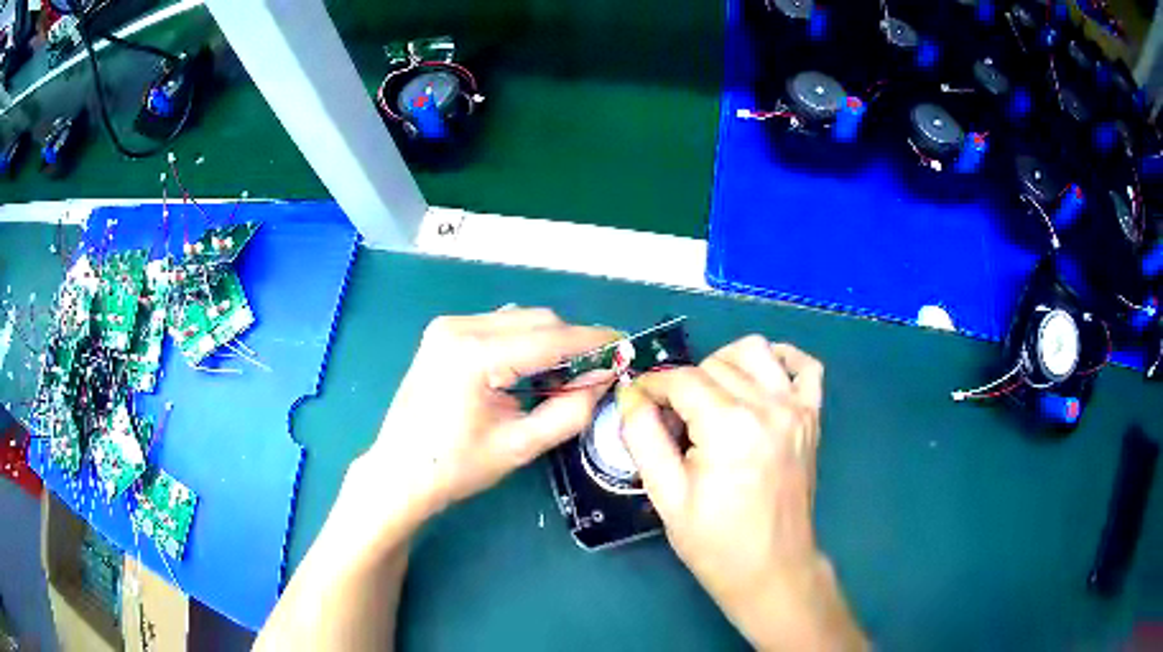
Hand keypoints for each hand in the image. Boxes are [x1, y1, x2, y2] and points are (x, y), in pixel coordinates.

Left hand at [349, 307, 618, 537]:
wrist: (399, 473)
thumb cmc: (455, 467)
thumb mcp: (520, 446)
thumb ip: (571, 411)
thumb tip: (605, 379)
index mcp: (474, 354)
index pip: (550, 338)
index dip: (594, 343)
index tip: (626, 347)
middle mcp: (459, 326)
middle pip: (537, 321)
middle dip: (573, 343)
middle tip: (599, 372)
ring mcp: (447, 326)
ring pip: (519, 320)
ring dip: (550, 342)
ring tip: (568, 376)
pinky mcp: (444, 334)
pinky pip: (499, 326)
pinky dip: (525, 343)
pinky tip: (533, 371)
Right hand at [620, 336, 864, 650]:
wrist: (771, 568)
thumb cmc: (715, 541)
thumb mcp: (666, 495)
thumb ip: (643, 437)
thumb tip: (631, 395)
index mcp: (729, 426)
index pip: (683, 379)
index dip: (652, 385)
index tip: (637, 400)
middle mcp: (768, 406)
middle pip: (715, 364)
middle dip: (684, 382)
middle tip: (671, 418)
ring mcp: (796, 409)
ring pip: (756, 350)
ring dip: (725, 363)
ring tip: (710, 396)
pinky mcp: (812, 418)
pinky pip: (806, 367)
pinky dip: (783, 360)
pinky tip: (761, 379)